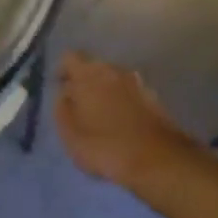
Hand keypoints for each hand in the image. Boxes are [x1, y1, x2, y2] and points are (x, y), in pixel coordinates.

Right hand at [55, 51, 195, 186]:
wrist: (158, 160)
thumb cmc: (104, 146)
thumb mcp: (69, 132)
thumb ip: (62, 107)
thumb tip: (66, 94)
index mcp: (89, 74)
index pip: (69, 58)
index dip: (62, 71)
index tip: (59, 89)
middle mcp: (115, 70)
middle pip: (94, 67)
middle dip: (85, 82)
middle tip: (79, 106)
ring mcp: (138, 83)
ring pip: (114, 80)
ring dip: (106, 92)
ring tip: (100, 118)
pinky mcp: (155, 99)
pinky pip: (131, 94)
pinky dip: (123, 103)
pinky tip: (121, 125)